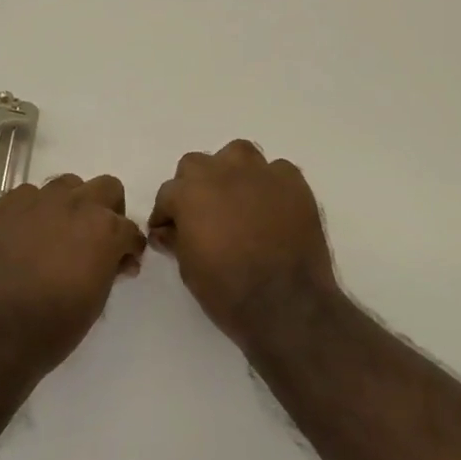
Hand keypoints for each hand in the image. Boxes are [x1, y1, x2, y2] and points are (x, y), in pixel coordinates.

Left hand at [0, 174, 146, 367]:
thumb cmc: (55, 324)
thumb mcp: (97, 300)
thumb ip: (111, 268)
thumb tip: (119, 259)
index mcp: (105, 229)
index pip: (130, 229)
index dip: (129, 247)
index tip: (122, 261)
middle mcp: (76, 204)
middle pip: (106, 188)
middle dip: (108, 210)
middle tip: (96, 237)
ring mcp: (39, 200)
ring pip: (67, 184)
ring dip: (71, 204)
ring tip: (59, 232)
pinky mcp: (7, 205)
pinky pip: (29, 195)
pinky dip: (35, 210)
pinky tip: (27, 235)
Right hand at [148, 140, 339, 345]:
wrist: (287, 305)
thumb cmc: (228, 291)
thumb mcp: (189, 270)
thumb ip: (177, 240)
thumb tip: (167, 231)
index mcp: (191, 193)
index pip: (168, 193)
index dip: (166, 213)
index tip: (168, 230)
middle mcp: (223, 173)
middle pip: (198, 164)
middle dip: (194, 186)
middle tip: (202, 213)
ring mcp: (261, 174)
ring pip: (238, 154)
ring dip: (231, 171)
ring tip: (236, 197)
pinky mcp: (294, 183)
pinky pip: (276, 171)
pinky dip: (269, 184)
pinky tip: (271, 206)